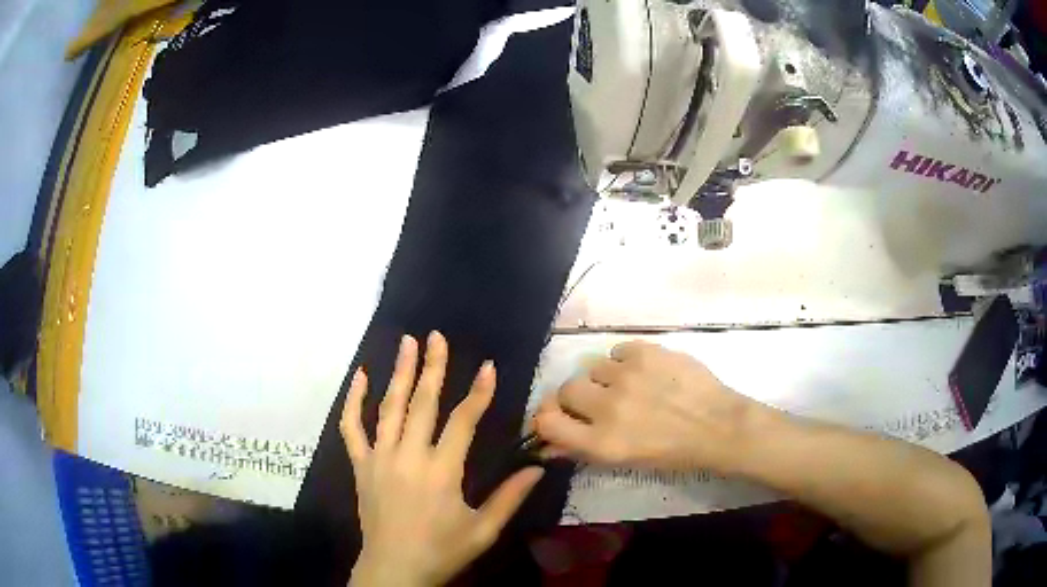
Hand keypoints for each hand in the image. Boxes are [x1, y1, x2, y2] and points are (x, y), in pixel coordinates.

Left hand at [342, 332, 544, 586]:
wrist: (394, 570)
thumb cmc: (442, 551)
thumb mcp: (483, 530)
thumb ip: (510, 497)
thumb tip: (538, 468)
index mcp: (441, 472)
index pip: (462, 422)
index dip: (478, 393)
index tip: (488, 367)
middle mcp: (408, 456)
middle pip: (422, 403)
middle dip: (433, 367)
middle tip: (437, 336)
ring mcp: (379, 458)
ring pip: (389, 407)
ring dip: (399, 372)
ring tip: (406, 342)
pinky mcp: (360, 466)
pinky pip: (351, 428)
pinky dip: (353, 400)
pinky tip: (359, 376)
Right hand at [534, 340, 757, 473]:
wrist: (718, 426)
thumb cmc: (673, 453)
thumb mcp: (624, 461)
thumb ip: (583, 449)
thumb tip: (548, 443)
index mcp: (602, 442)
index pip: (546, 421)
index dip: (547, 416)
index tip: (559, 415)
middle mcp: (607, 408)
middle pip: (565, 389)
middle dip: (578, 396)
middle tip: (600, 401)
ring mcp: (627, 376)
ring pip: (592, 367)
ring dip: (605, 378)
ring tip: (630, 386)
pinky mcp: (645, 352)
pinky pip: (616, 350)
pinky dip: (625, 361)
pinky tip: (645, 372)